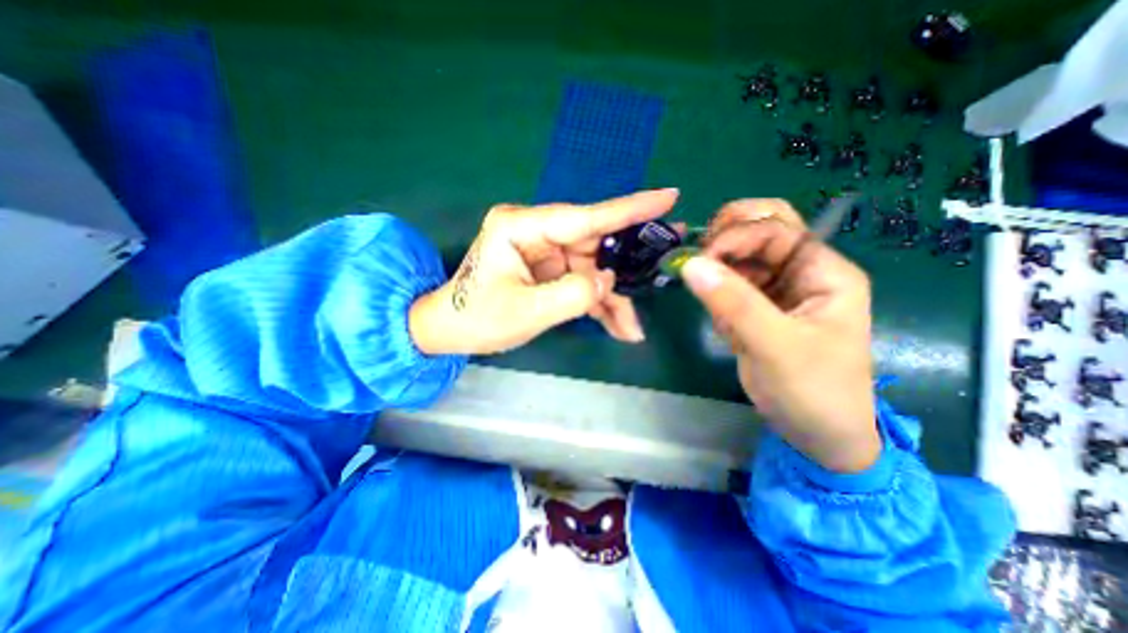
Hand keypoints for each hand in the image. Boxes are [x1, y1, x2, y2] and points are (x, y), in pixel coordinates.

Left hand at [413, 187, 676, 354]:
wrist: (451, 330)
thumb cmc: (477, 319)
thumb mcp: (527, 312)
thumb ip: (574, 295)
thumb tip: (609, 280)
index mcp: (521, 227)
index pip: (584, 217)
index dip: (629, 209)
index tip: (668, 197)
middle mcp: (537, 232)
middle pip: (595, 246)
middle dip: (626, 267)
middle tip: (667, 265)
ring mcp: (546, 252)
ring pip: (593, 270)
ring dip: (612, 300)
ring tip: (631, 328)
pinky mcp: (550, 270)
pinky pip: (582, 284)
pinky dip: (599, 306)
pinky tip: (616, 327)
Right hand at [678, 201, 881, 472]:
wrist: (818, 436)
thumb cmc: (812, 391)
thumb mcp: (775, 345)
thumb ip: (733, 302)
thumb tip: (689, 263)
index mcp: (823, 272)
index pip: (776, 230)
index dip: (735, 237)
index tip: (699, 261)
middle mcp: (801, 273)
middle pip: (762, 231)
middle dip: (727, 236)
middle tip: (697, 255)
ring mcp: (778, 291)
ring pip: (741, 259)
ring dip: (718, 270)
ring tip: (708, 300)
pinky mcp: (758, 309)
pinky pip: (731, 287)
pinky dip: (717, 296)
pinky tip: (721, 325)